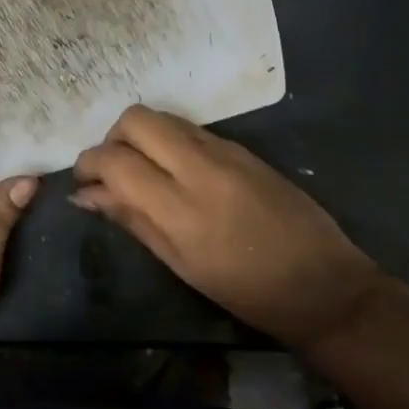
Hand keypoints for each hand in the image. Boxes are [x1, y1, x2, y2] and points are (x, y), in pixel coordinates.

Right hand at [72, 106, 383, 349]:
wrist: (325, 285)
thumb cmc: (246, 290)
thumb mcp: (180, 263)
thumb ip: (131, 219)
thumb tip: (85, 195)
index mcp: (181, 206)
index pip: (116, 160)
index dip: (88, 164)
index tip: (83, 182)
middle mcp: (201, 166)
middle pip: (136, 119)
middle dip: (112, 139)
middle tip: (112, 172)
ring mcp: (226, 151)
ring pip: (163, 117)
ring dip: (139, 136)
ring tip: (141, 171)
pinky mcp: (244, 148)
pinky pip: (190, 129)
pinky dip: (168, 140)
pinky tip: (174, 172)